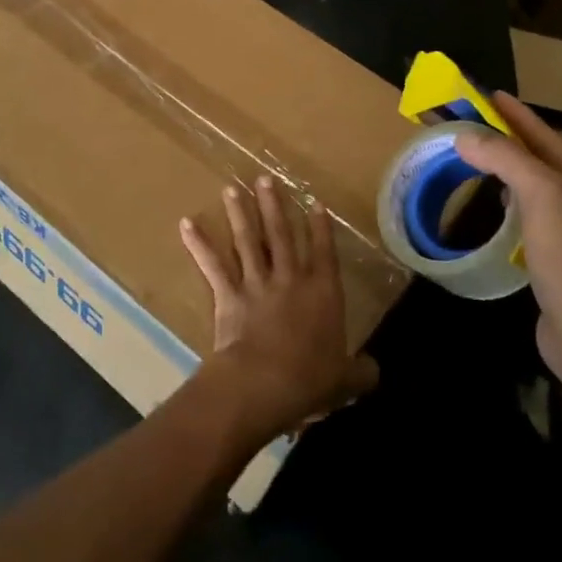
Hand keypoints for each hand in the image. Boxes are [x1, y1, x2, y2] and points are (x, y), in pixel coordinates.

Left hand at [179, 176, 378, 445]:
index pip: (324, 252)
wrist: (265, 382)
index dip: (321, 227)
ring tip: (231, 189)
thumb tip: (374, 372)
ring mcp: (257, 283)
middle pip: (282, 234)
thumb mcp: (346, 380)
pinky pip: (212, 265)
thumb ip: (361, 372)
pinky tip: (187, 224)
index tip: (315, 201)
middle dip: (274, 205)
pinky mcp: (229, 295)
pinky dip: (199, 244)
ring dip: (239, 213)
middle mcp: (290, 278)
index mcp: (323, 292)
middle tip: (264, 179)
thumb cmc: (310, 379)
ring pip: (247, 240)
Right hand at [455, 93, 561, 370]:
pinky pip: (537, 226)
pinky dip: (515, 211)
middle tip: (480, 127)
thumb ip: (507, 159)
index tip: (491, 95)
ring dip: (514, 177)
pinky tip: (499, 212)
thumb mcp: (543, 196)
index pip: (554, 143)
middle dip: (517, 145)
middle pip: (550, 168)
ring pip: (543, 198)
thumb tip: (465, 137)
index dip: (521, 118)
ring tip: (484, 162)